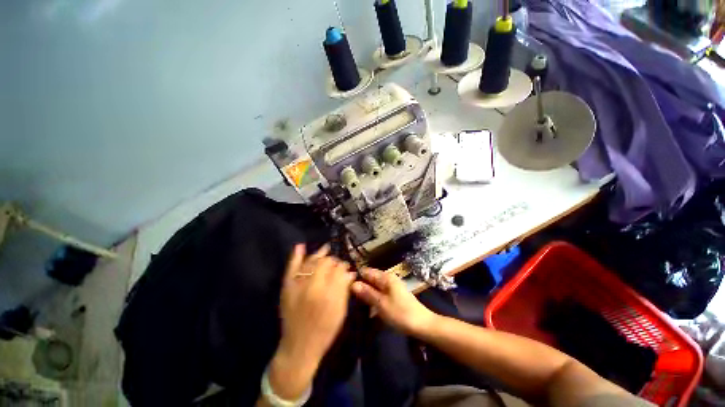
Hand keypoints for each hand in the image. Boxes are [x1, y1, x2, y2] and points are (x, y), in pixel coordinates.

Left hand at [268, 244, 355, 399]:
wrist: (299, 347)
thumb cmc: (325, 331)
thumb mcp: (340, 312)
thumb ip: (345, 289)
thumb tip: (350, 272)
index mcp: (328, 293)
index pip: (338, 270)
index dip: (343, 266)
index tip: (347, 267)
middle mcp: (313, 286)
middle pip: (325, 263)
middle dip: (334, 260)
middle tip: (338, 262)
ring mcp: (298, 285)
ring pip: (311, 262)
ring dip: (319, 254)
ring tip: (326, 248)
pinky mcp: (287, 288)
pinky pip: (291, 268)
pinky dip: (296, 256)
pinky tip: (300, 246)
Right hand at [351, 268, 435, 335]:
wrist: (422, 324)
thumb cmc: (401, 313)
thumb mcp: (381, 304)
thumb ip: (367, 293)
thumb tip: (353, 283)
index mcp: (385, 277)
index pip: (366, 271)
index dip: (356, 277)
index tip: (345, 286)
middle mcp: (388, 278)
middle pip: (370, 278)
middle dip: (360, 286)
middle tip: (348, 296)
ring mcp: (392, 287)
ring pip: (374, 286)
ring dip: (366, 293)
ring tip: (355, 302)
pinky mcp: (394, 295)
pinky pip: (379, 293)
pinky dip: (373, 298)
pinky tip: (367, 307)